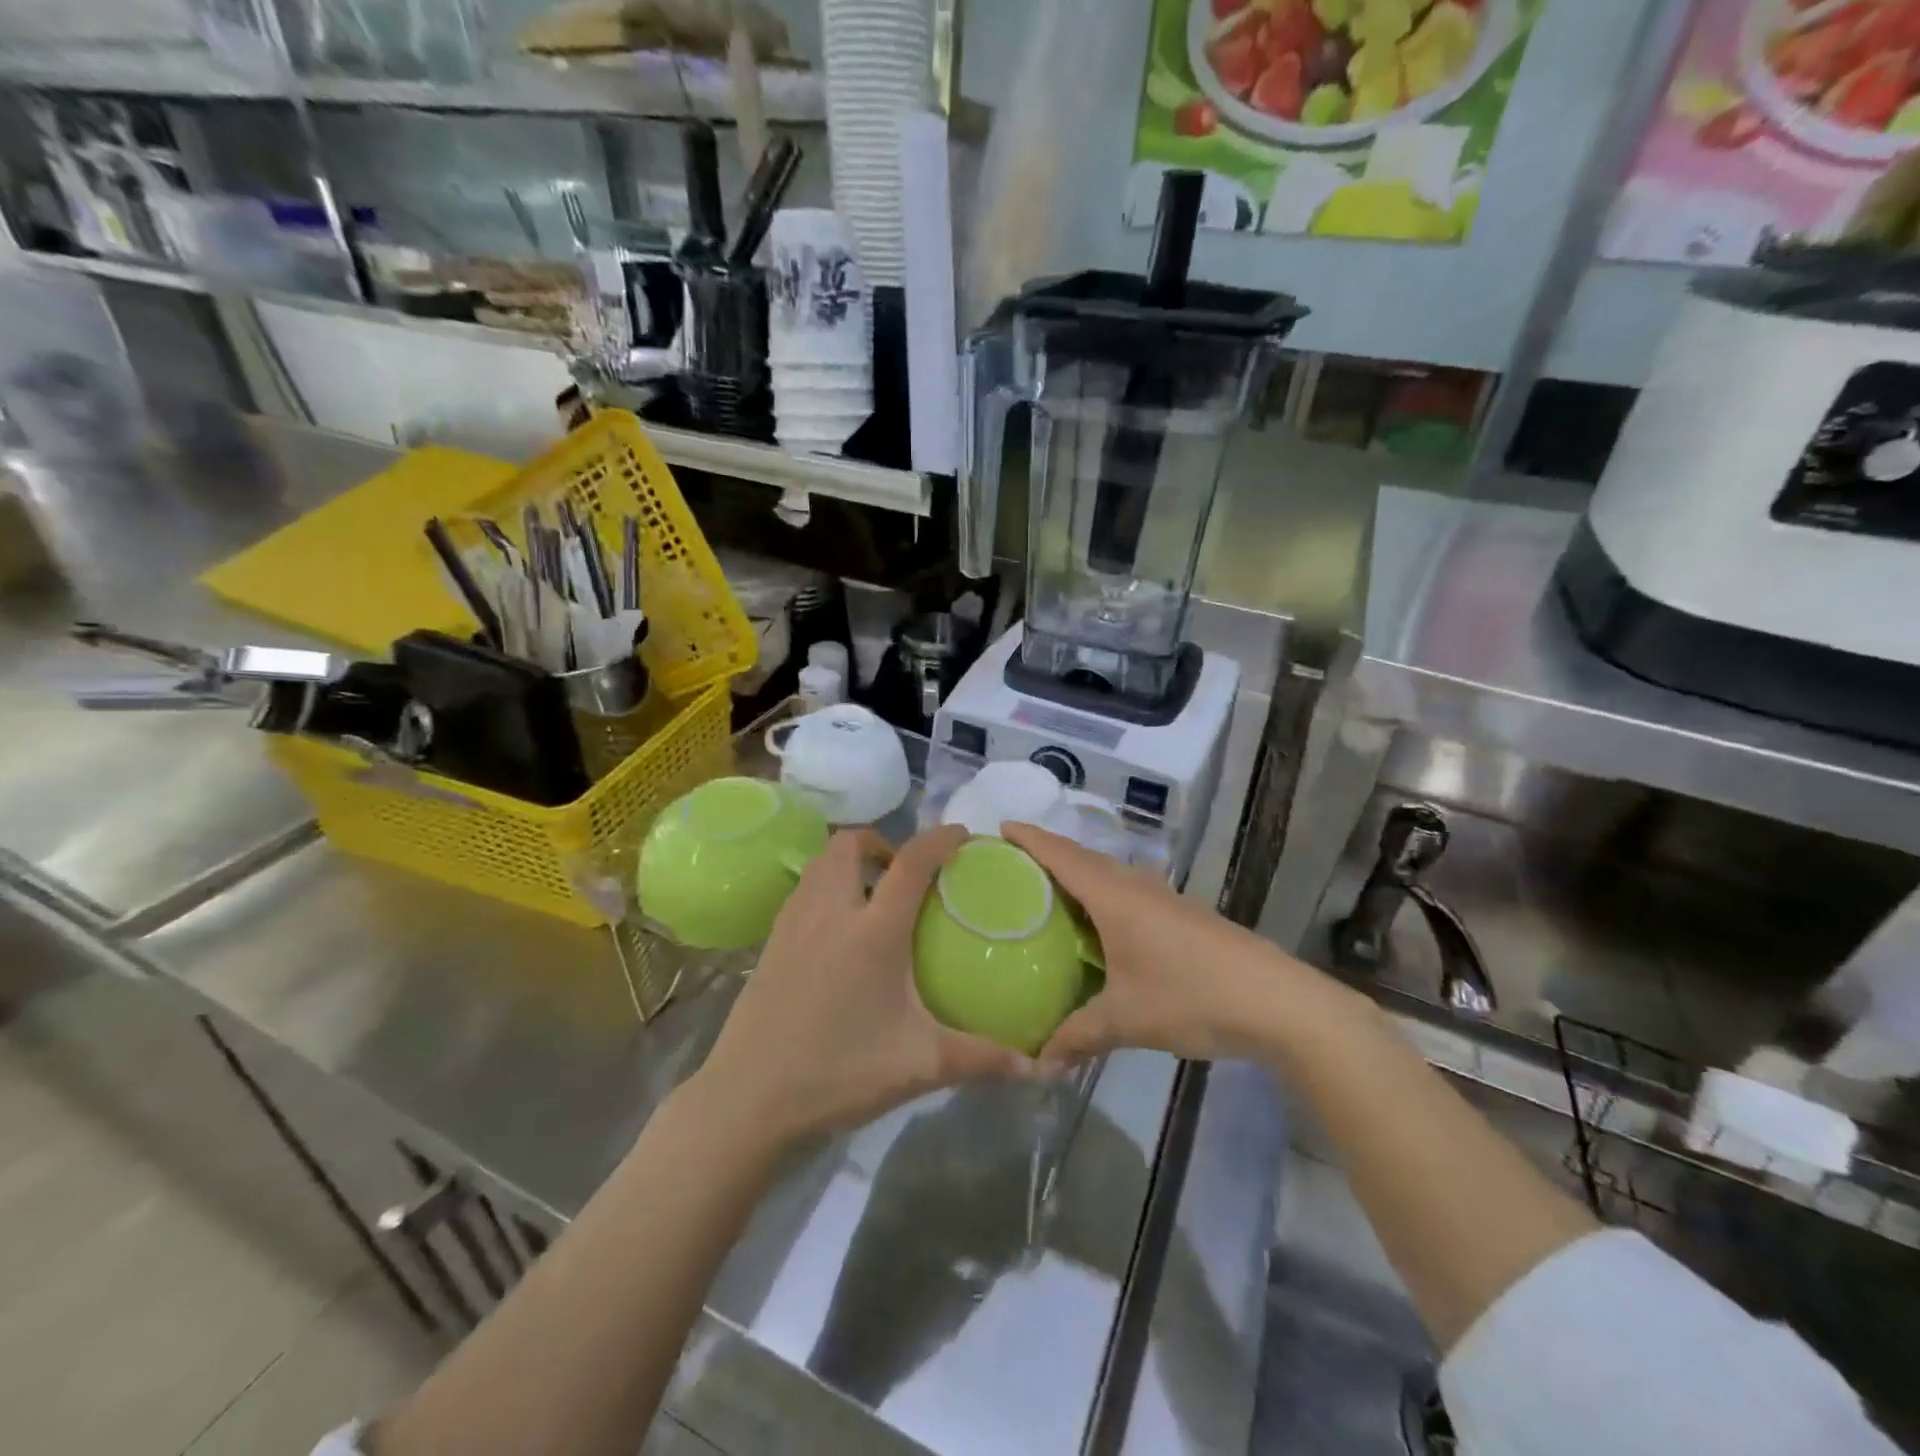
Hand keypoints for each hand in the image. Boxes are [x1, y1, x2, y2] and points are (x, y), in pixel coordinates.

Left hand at [691, 825, 1031, 1148]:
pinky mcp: (770, 943)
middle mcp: (831, 913)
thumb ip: (980, 1058)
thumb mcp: (919, 1066)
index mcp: (873, 933)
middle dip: (881, 843)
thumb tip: (1036, 1067)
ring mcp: (793, 924)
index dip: (939, 839)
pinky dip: (825, 887)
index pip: (910, 863)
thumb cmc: (839, 1074)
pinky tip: (837, 930)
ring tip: (872, 896)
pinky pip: (802, 890)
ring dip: (849, 862)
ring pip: (820, 863)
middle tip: (903, 874)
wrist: (749, 1099)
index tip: (961, 834)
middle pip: (850, 844)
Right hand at [1004, 822, 1315, 1066]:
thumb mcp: (1127, 1020)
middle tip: (1012, 868)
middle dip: (1047, 855)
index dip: (1030, 838)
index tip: (999, 828)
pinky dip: (1103, 896)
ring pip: (1110, 875)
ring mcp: (1165, 899)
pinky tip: (1099, 928)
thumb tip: (1038, 1062)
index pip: (1062, 855)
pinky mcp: (1183, 916)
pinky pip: (1129, 893)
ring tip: (1048, 896)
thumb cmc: (1193, 996)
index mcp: (1116, 897)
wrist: (1280, 1002)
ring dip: (1078, 875)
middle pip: (1084, 858)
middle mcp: (1137, 887)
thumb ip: (1078, 1037)